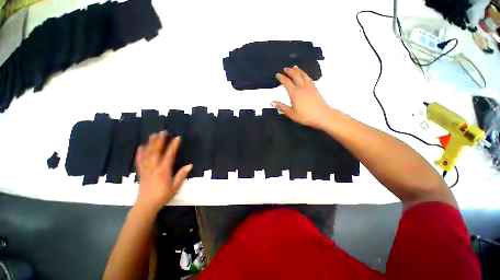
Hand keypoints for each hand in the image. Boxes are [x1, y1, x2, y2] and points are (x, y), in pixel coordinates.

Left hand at [134, 131, 191, 212]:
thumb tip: (190, 165)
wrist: (146, 205)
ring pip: (148, 154)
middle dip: (160, 140)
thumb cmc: (163, 196)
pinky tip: (141, 146)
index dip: (173, 146)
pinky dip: (140, 152)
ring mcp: (146, 169)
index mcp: (164, 170)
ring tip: (153, 135)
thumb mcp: (175, 187)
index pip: (169, 155)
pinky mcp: (141, 172)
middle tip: (163, 131)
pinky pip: (139, 160)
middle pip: (156, 151)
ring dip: (151, 143)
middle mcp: (154, 167)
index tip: (177, 138)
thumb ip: (181, 175)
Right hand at [272, 66, 335, 128]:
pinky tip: (305, 75)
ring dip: (298, 70)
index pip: (286, 82)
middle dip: (289, 71)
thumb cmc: (305, 116)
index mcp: (294, 93)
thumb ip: (281, 107)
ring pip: (303, 75)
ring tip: (295, 67)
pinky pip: (309, 78)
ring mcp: (309, 87)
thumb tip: (271, 102)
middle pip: (295, 75)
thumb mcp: (291, 113)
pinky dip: (305, 74)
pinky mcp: (315, 89)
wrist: (322, 115)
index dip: (281, 78)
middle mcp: (302, 87)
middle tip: (285, 68)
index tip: (277, 75)